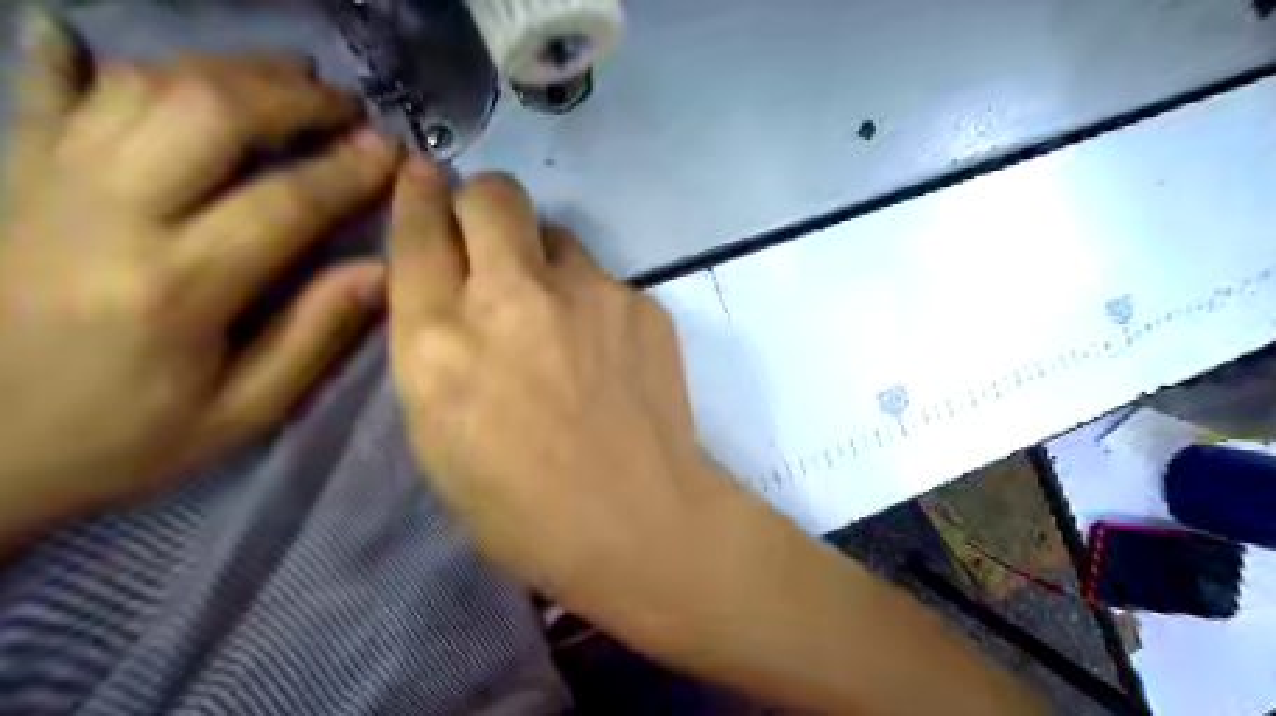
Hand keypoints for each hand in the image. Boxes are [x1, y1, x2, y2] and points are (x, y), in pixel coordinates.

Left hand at [0, 7, 399, 543]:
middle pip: (208, 114)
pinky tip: (89, 37)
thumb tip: (381, 271)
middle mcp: (109, 214)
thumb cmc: (123, 435)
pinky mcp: (10, 176)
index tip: (391, 149)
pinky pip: (44, 93)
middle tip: (344, 104)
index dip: (348, 170)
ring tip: (283, 76)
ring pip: (143, 88)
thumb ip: (314, 335)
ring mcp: (47, 183)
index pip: (285, 203)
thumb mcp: (243, 410)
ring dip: (224, 69)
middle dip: (291, 97)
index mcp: (178, 285)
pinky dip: (75, 58)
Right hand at [394, 163, 1051, 714]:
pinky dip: (592, 303)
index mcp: (440, 342)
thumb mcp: (438, 435)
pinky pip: (603, 280)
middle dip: (482, 203)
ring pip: (556, 234)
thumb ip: (436, 349)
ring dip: (543, 260)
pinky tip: (605, 355)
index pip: (418, 232)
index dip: (417, 196)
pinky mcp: (640, 303)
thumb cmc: (521, 506)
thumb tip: (452, 293)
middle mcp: (511, 299)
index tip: (423, 177)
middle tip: (491, 237)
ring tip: (558, 318)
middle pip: (493, 195)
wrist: (637, 520)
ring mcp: (587, 293)